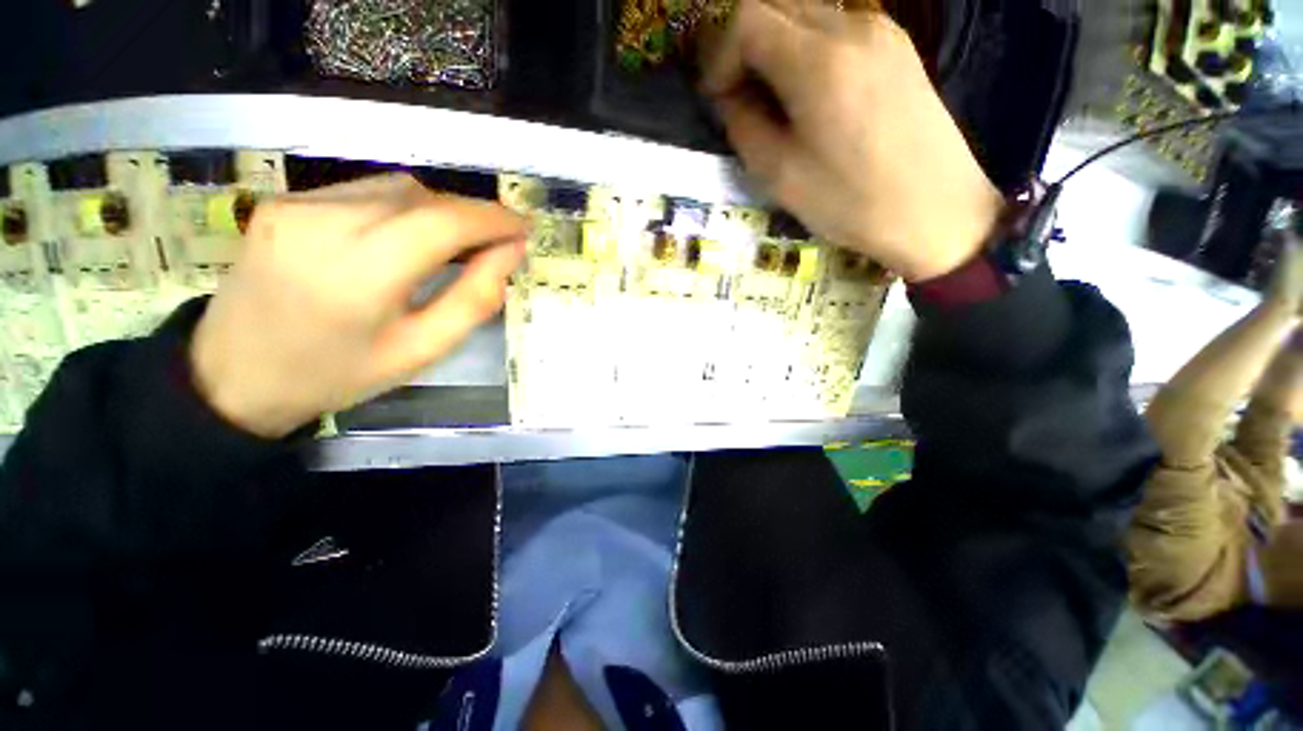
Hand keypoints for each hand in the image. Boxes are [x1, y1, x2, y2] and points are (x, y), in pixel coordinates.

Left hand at [190, 175, 527, 437]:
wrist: (233, 374)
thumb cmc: (339, 373)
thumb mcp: (422, 350)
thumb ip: (474, 298)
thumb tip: (511, 252)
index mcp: (361, 274)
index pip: (444, 222)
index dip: (494, 218)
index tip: (525, 227)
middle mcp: (324, 223)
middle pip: (423, 198)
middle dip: (470, 216)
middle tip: (494, 245)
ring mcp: (297, 205)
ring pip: (396, 188)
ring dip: (438, 211)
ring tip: (453, 245)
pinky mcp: (283, 201)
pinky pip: (364, 191)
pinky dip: (402, 208)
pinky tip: (404, 238)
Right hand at [699, 0, 1003, 281]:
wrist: (936, 212)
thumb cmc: (851, 203)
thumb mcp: (780, 176)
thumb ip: (744, 127)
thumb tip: (731, 98)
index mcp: (818, 62)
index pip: (747, 19)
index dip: (719, 55)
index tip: (716, 97)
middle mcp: (851, 26)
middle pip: (776, 4)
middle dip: (743, 46)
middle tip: (737, 95)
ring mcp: (880, 31)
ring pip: (806, 13)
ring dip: (774, 47)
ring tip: (770, 99)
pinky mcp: (897, 46)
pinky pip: (836, 28)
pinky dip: (806, 50)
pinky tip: (808, 93)